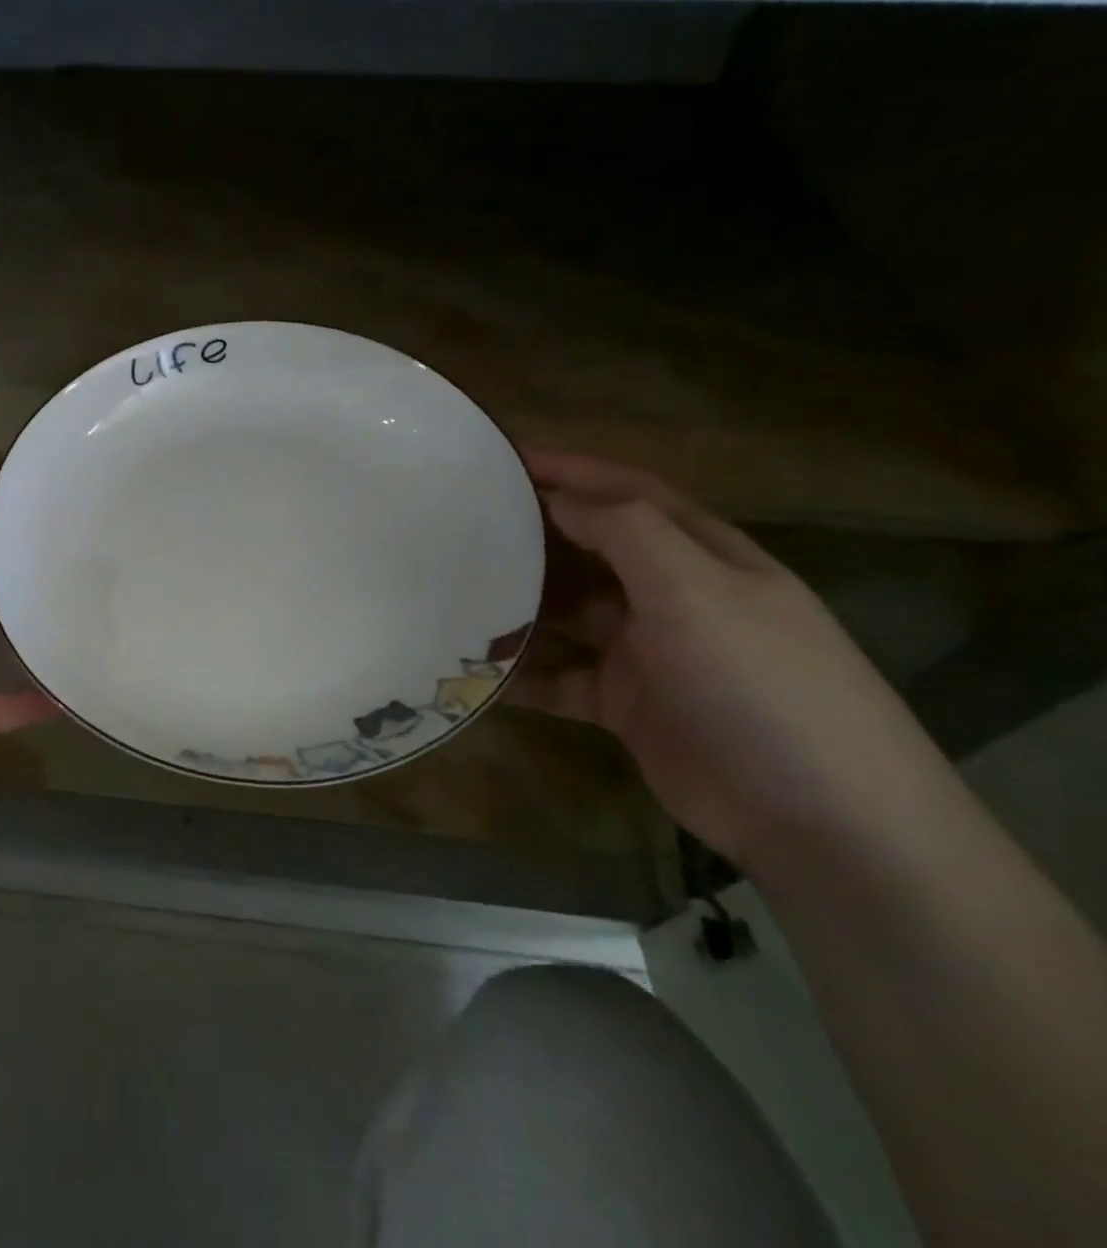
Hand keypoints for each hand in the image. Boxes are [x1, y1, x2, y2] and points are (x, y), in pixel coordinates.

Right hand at [506, 452, 947, 870]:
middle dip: (535, 531)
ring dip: (520, 603)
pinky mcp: (627, 705)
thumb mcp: (698, 593)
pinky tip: (474, 671)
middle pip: (592, 548)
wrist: (820, 821)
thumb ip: (627, 533)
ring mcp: (649, 653)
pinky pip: (560, 679)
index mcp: (703, 557)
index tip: (502, 457)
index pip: (628, 493)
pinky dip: (521, 674)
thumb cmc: (760, 685)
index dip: (570, 469)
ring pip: (568, 613)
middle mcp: (674, 596)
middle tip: (463, 522)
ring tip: (456, 590)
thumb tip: (560, 495)